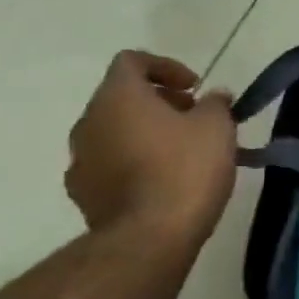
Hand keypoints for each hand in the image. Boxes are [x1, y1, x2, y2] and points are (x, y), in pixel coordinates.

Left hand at [65, 51, 236, 246]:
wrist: (149, 237)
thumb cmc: (186, 170)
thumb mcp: (217, 127)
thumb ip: (216, 104)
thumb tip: (214, 96)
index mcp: (118, 97)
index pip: (132, 61)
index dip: (166, 67)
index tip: (195, 87)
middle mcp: (89, 121)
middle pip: (122, 97)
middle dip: (159, 102)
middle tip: (194, 119)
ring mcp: (80, 159)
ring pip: (114, 132)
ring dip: (145, 133)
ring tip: (182, 153)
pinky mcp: (83, 193)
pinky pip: (109, 164)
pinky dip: (133, 163)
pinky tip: (162, 182)